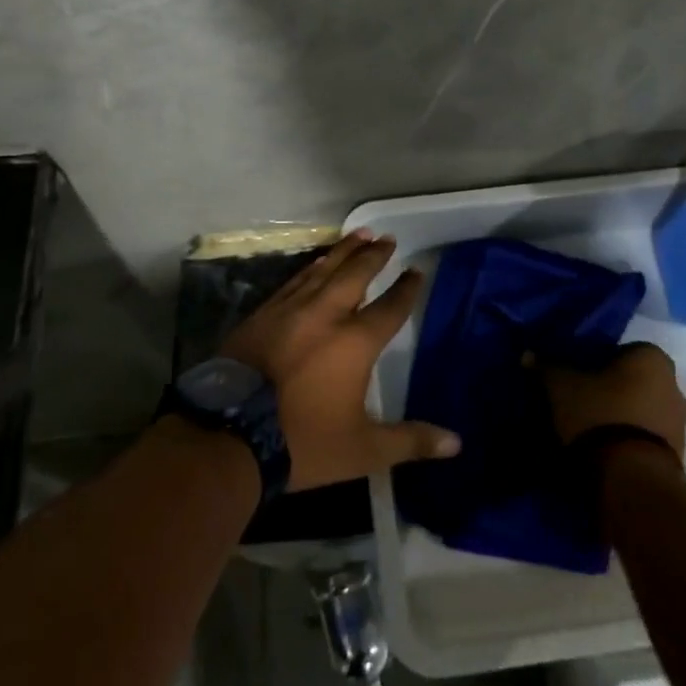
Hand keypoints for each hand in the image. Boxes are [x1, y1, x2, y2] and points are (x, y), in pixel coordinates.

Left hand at [221, 229, 460, 490]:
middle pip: (355, 275)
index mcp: (354, 342)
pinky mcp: (261, 315)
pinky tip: (314, 265)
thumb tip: (456, 443)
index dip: (406, 289)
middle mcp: (325, 315)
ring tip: (358, 235)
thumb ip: (409, 441)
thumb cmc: (302, 442)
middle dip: (373, 256)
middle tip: (387, 238)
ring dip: (343, 252)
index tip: (416, 271)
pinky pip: (293, 282)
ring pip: (322, 271)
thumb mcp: (363, 450)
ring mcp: (289, 310)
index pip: (390, 308)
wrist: (229, 434)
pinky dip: (310, 269)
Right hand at [538, 341, 685, 458]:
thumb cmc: (598, 415)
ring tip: (590, 429)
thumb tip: (528, 355)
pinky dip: (629, 440)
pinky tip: (605, 450)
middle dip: (611, 389)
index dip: (597, 361)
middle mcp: (674, 386)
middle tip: (581, 400)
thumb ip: (546, 367)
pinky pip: (646, 438)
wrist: (630, 479)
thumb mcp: (561, 387)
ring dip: (622, 416)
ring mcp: (680, 424)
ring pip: (642, 410)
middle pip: (634, 381)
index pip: (621, 350)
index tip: (577, 375)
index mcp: (652, 358)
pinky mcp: (677, 457)